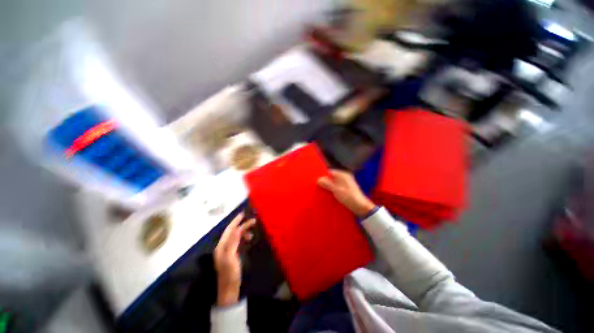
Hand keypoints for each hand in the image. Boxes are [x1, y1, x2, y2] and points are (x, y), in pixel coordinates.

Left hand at [213, 212, 255, 305]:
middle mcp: (223, 246)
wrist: (229, 289)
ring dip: (244, 231)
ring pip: (236, 236)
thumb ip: (233, 242)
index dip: (235, 221)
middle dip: (242, 225)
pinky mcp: (232, 254)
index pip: (229, 230)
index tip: (243, 213)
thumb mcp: (231, 258)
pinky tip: (249, 239)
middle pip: (233, 232)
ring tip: (253, 231)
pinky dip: (244, 238)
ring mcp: (228, 251)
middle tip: (253, 221)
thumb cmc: (230, 273)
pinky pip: (238, 241)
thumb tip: (237, 229)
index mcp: (221, 246)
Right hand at [318, 169, 375, 217]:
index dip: (323, 175)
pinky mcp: (347, 189)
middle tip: (318, 185)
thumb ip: (327, 183)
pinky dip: (333, 189)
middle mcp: (345, 177)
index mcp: (343, 174)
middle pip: (332, 177)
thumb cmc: (348, 196)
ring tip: (322, 190)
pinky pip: (337, 187)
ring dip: (329, 186)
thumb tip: (318, 179)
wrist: (361, 206)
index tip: (316, 180)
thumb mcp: (336, 189)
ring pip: (334, 182)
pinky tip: (329, 193)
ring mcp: (346, 183)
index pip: (330, 172)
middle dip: (325, 181)